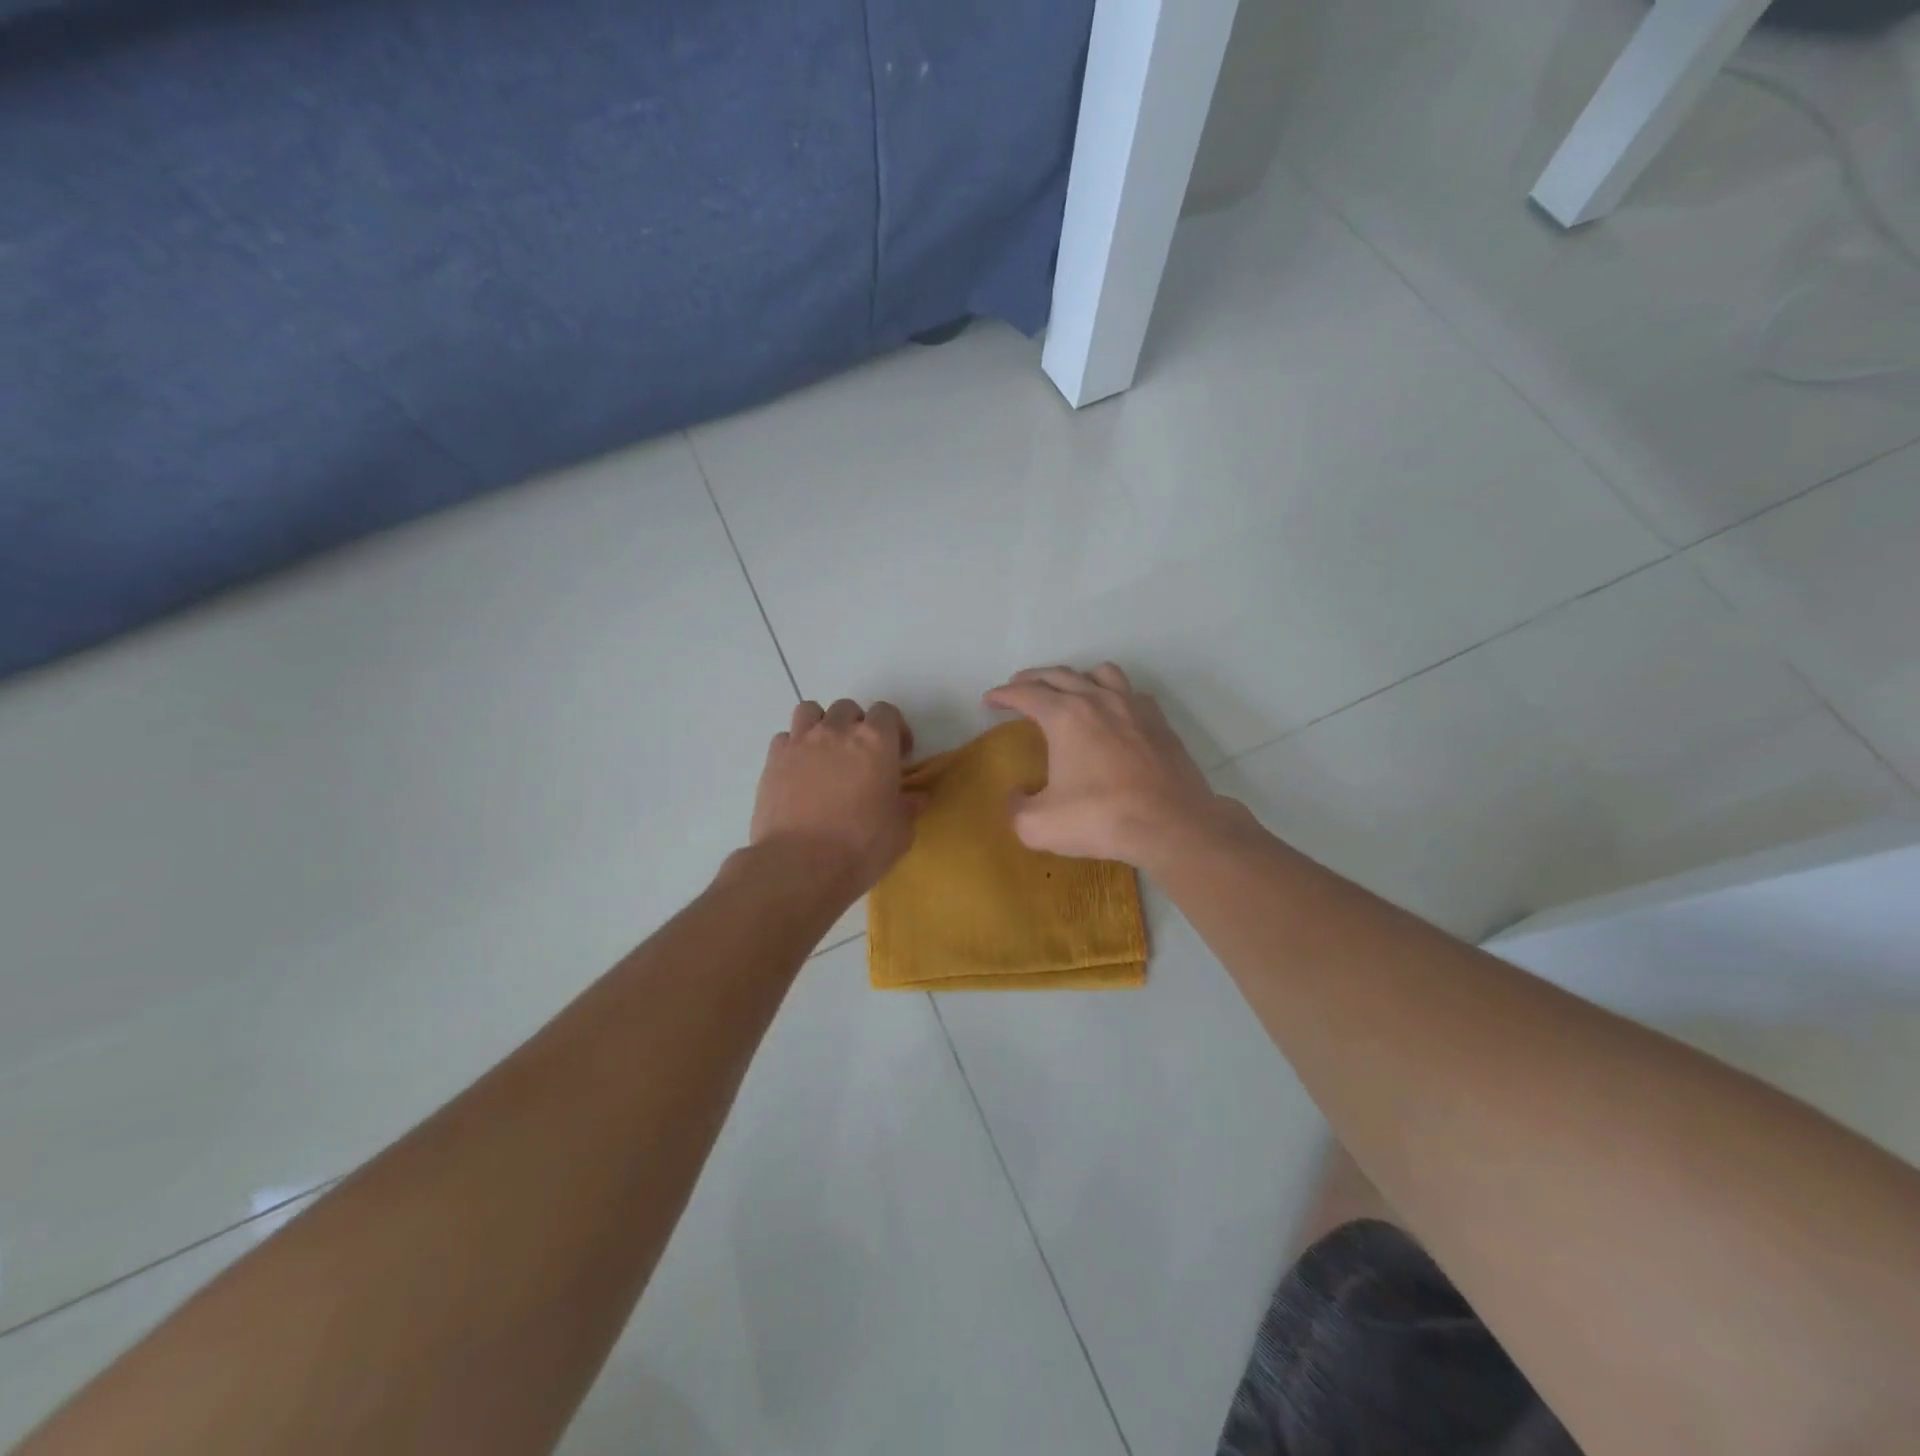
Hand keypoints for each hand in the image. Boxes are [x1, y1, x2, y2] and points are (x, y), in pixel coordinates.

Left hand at [751, 699, 920, 895]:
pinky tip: (799, 772)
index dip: (895, 730)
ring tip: (826, 754)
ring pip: (810, 711)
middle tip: (862, 757)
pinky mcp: (773, 761)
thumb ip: (908, 807)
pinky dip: (794, 748)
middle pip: (848, 709)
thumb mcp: (900, 832)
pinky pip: (785, 738)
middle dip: (857, 726)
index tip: (899, 754)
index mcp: (875, 742)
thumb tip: (914, 797)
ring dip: (821, 725)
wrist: (799, 866)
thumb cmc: (860, 848)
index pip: (887, 712)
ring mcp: (800, 743)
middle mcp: (836, 732)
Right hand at [983, 664, 1236, 868]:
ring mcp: (1133, 707)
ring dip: (1077, 677)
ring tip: (1068, 690)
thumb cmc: (1101, 819)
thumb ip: (1016, 808)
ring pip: (1100, 673)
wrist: (1171, 825)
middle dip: (1033, 678)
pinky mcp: (1159, 723)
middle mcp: (1098, 700)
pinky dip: (1114, 695)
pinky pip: (1131, 693)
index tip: (990, 699)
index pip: (1026, 694)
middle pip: (1059, 675)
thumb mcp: (1039, 825)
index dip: (1003, 695)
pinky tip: (1113, 713)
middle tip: (1018, 687)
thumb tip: (1016, 795)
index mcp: (1065, 716)